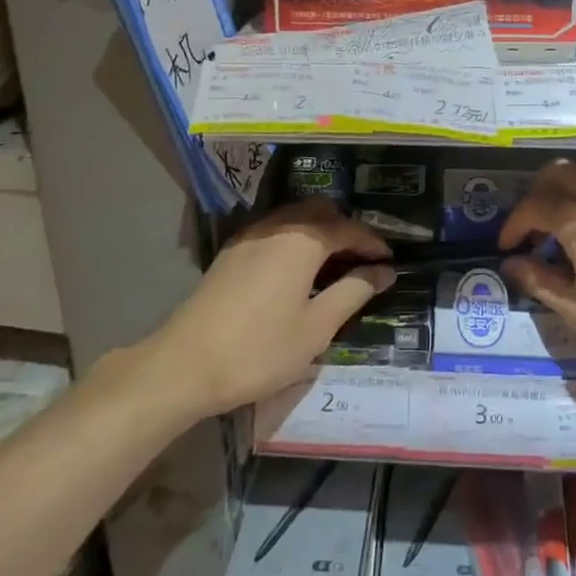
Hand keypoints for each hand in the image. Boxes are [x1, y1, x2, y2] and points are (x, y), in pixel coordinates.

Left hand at [146, 201, 393, 416]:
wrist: (185, 364)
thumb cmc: (259, 349)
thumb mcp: (316, 328)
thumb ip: (353, 292)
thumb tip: (383, 271)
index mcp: (303, 239)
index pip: (349, 228)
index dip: (373, 242)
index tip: (390, 262)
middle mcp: (277, 226)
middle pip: (321, 211)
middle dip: (346, 229)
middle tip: (363, 260)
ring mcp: (250, 236)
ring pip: (295, 217)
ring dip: (320, 231)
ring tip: (335, 264)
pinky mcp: (232, 251)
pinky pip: (275, 230)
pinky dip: (296, 239)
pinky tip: (297, 269)